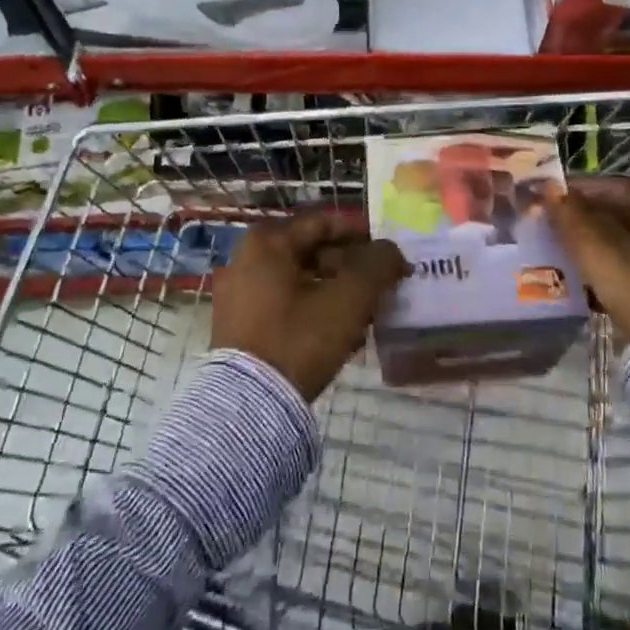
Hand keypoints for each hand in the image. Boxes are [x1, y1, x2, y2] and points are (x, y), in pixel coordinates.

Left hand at [210, 213, 408, 399]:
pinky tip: (339, 335)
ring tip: (365, 316)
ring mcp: (237, 294)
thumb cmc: (299, 338)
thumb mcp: (349, 298)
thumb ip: (377, 266)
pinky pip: (284, 304)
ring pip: (300, 281)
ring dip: (335, 292)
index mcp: (267, 241)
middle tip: (379, 287)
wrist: (249, 407)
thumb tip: (392, 252)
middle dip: (350, 269)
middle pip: (311, 252)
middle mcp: (246, 259)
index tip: (388, 255)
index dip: (362, 235)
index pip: (324, 222)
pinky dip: (313, 310)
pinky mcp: (238, 326)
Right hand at [547, 177, 629, 343]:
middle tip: (558, 229)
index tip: (550, 199)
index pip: (612, 185)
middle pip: (627, 212)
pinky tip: (602, 283)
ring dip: (606, 245)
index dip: (578, 190)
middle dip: (591, 219)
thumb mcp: (597, 249)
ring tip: (574, 257)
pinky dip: (624, 268)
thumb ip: (570, 215)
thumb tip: (549, 188)